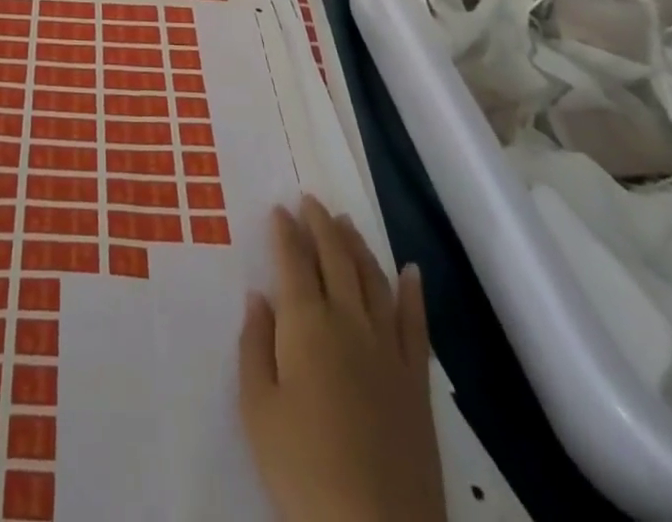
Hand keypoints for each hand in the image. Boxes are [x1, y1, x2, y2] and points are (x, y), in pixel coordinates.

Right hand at [238, 196, 444, 521]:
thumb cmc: (302, 470)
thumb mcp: (257, 410)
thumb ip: (255, 346)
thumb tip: (259, 297)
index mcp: (306, 324)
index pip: (293, 262)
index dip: (285, 232)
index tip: (278, 208)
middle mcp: (348, 321)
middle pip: (335, 259)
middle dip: (320, 225)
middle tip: (310, 200)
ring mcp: (388, 349)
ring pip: (373, 280)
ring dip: (357, 246)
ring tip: (346, 222)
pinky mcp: (416, 381)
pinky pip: (416, 324)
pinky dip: (413, 293)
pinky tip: (411, 271)